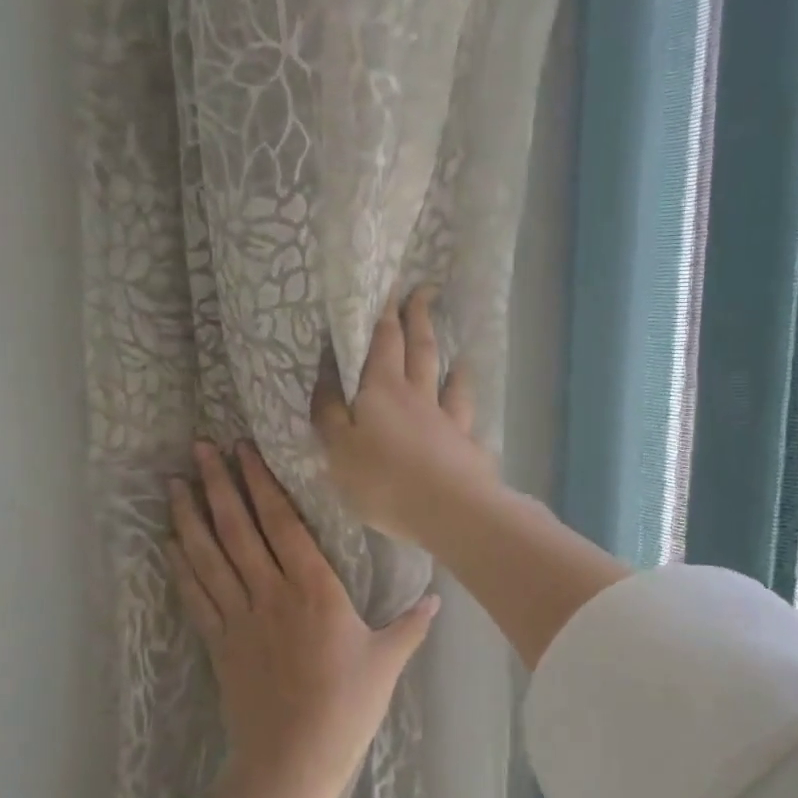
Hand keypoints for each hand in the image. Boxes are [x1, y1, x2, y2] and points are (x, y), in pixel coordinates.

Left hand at [168, 440, 438, 797]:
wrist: (293, 760)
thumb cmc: (346, 708)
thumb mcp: (387, 662)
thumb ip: (410, 625)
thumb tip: (438, 599)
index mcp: (315, 590)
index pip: (283, 524)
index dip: (262, 484)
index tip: (244, 452)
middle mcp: (271, 593)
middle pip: (239, 529)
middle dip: (219, 485)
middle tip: (199, 448)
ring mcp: (239, 617)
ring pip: (210, 556)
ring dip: (191, 517)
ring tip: (174, 483)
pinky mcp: (219, 643)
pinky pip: (196, 596)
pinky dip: (181, 567)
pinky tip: (170, 543)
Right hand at [312, 287, 496, 547]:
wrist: (449, 510)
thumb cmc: (383, 480)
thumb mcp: (338, 448)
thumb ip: (329, 414)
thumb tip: (326, 380)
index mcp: (383, 390)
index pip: (385, 342)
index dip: (387, 314)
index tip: (394, 287)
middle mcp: (419, 397)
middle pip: (421, 351)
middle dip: (419, 320)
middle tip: (424, 294)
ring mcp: (448, 421)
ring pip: (450, 383)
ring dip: (451, 365)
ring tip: (457, 355)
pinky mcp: (467, 448)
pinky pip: (467, 421)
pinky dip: (467, 411)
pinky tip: (470, 415)